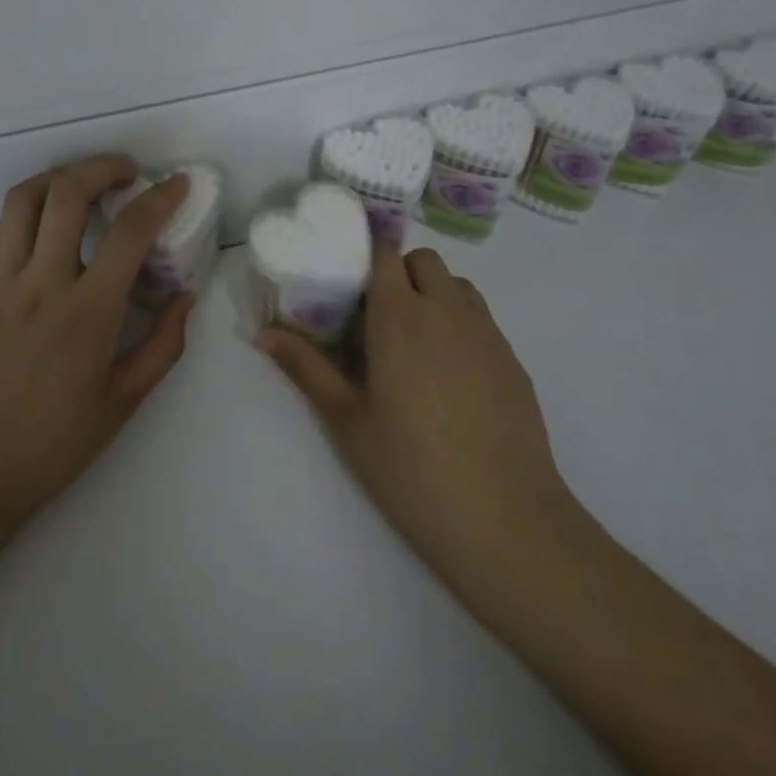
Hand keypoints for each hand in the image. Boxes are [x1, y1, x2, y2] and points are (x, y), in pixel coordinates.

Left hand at [0, 155, 195, 529]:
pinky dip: (30, 205)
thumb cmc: (53, 443)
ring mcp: (3, 280)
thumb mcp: (123, 402)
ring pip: (25, 198)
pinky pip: (2, 225)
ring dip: (61, 176)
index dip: (160, 199)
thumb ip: (163, 345)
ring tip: (86, 181)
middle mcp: (42, 283)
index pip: (129, 233)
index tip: (179, 183)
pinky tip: (50, 216)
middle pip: (67, 193)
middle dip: (103, 167)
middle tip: (128, 173)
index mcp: (87, 314)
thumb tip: (185, 295)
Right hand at [257, 245, 580, 582]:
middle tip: (380, 318)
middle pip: (423, 260)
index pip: (385, 253)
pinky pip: (482, 320)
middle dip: (400, 274)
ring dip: (434, 295)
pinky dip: (462, 326)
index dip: (367, 260)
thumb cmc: (411, 468)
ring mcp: (486, 333)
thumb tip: (262, 334)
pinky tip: (453, 378)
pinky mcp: (513, 361)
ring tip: (418, 344)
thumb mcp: (347, 419)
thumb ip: (306, 367)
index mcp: (399, 315)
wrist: (505, 521)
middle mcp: (446, 310)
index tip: (350, 288)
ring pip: (457, 285)